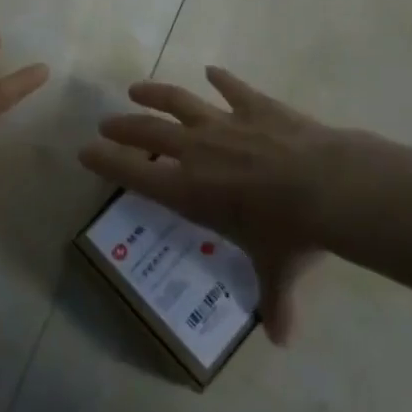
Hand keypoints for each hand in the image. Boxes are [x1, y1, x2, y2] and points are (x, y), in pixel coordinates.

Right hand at [80, 68, 347, 343]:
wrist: (327, 186)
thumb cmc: (291, 233)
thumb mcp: (277, 270)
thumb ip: (274, 301)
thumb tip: (283, 340)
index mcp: (190, 191)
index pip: (134, 174)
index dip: (106, 162)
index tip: (84, 151)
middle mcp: (197, 151)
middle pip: (149, 132)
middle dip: (123, 127)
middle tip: (105, 122)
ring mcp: (225, 123)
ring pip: (178, 101)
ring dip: (155, 94)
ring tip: (136, 89)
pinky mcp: (254, 105)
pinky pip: (231, 87)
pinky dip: (221, 79)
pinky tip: (212, 71)